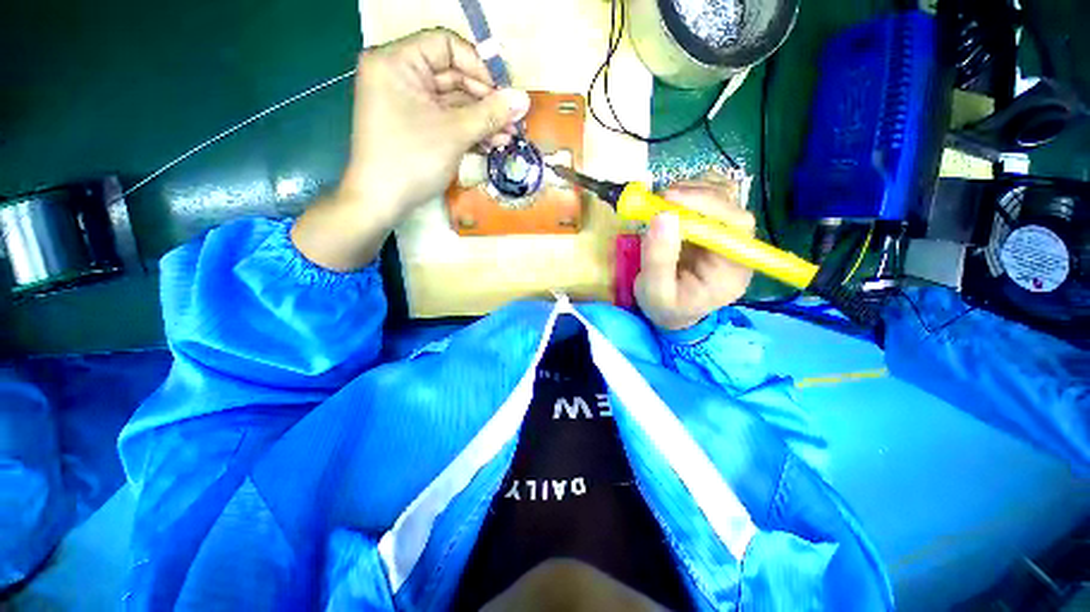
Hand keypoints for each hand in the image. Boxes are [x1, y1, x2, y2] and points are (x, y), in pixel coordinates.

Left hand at [292, 28, 529, 270]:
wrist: (382, 203)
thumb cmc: (411, 161)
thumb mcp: (454, 134)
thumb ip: (491, 113)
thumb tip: (524, 99)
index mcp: (397, 62)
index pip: (446, 46)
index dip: (480, 67)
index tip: (505, 93)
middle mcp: (399, 75)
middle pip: (453, 75)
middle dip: (486, 100)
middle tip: (514, 120)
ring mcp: (407, 102)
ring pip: (453, 101)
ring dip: (483, 119)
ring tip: (509, 137)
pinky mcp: (415, 125)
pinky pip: (447, 119)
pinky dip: (470, 130)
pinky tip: (493, 143)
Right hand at [635, 181, 755, 330]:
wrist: (672, 312)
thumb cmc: (666, 307)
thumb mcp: (656, 292)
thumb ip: (658, 260)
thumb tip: (662, 215)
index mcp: (732, 269)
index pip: (734, 225)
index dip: (706, 205)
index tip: (669, 200)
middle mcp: (737, 247)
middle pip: (731, 205)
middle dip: (694, 195)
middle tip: (658, 198)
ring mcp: (726, 233)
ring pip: (723, 194)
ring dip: (691, 189)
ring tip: (661, 201)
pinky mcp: (714, 225)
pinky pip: (712, 195)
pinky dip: (692, 190)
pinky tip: (672, 202)